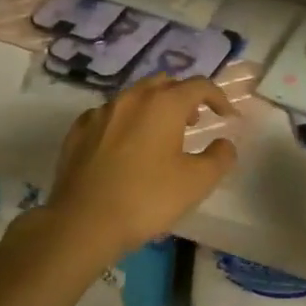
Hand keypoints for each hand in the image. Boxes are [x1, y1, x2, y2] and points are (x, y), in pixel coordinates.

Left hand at [43, 75, 237, 266]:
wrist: (82, 222)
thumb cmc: (146, 198)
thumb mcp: (196, 183)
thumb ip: (219, 158)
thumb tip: (224, 144)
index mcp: (164, 104)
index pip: (199, 85)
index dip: (218, 97)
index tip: (226, 117)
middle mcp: (132, 98)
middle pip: (164, 83)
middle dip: (183, 97)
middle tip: (193, 121)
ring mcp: (101, 111)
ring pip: (134, 96)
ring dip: (153, 107)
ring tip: (160, 135)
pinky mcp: (79, 130)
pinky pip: (109, 115)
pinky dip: (125, 122)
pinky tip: (124, 146)